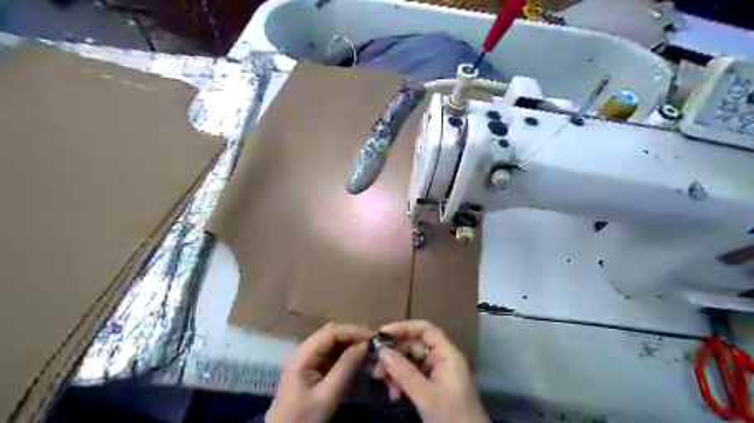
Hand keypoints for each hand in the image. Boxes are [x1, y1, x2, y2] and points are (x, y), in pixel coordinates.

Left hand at [264, 323, 373, 420]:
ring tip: (370, 351)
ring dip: (351, 345)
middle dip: (353, 336)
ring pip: (333, 344)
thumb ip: (346, 368)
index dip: (352, 331)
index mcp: (302, 355)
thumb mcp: (327, 395)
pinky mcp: (312, 370)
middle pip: (331, 335)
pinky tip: (359, 360)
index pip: (330, 332)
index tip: (373, 337)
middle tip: (374, 343)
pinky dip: (346, 356)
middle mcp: (304, 352)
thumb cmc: (304, 419)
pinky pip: (332, 356)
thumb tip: (365, 345)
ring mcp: (307, 360)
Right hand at [376, 321, 488, 422]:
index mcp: (447, 354)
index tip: (382, 333)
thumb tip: (382, 350)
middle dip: (394, 354)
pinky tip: (393, 395)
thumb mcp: (426, 396)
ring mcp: (437, 374)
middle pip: (414, 346)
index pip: (425, 329)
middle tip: (374, 364)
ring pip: (410, 363)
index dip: (404, 327)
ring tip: (379, 380)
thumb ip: (404, 373)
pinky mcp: (432, 389)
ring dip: (394, 371)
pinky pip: (412, 378)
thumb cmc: (452, 417)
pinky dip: (400, 383)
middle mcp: (442, 360)